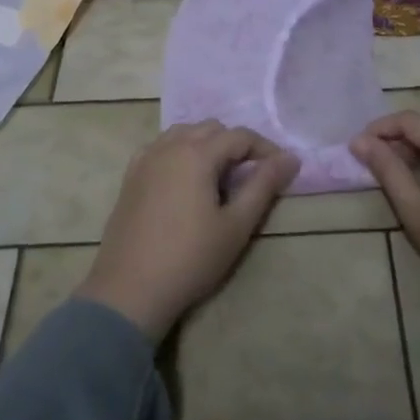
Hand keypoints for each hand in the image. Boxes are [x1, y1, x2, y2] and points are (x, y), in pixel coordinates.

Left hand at [77, 121, 298, 341]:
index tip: (282, 171)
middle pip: (211, 129)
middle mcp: (169, 146)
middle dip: (235, 145)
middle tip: (250, 177)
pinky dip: (180, 152)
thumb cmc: (190, 258)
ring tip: (219, 177)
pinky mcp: (130, 176)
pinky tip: (185, 180)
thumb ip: (264, 185)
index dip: (265, 149)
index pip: (240, 136)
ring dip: (206, 145)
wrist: (129, 290)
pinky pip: (161, 148)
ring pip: (183, 133)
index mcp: (197, 153)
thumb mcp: (236, 225)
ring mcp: (145, 159)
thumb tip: (290, 157)